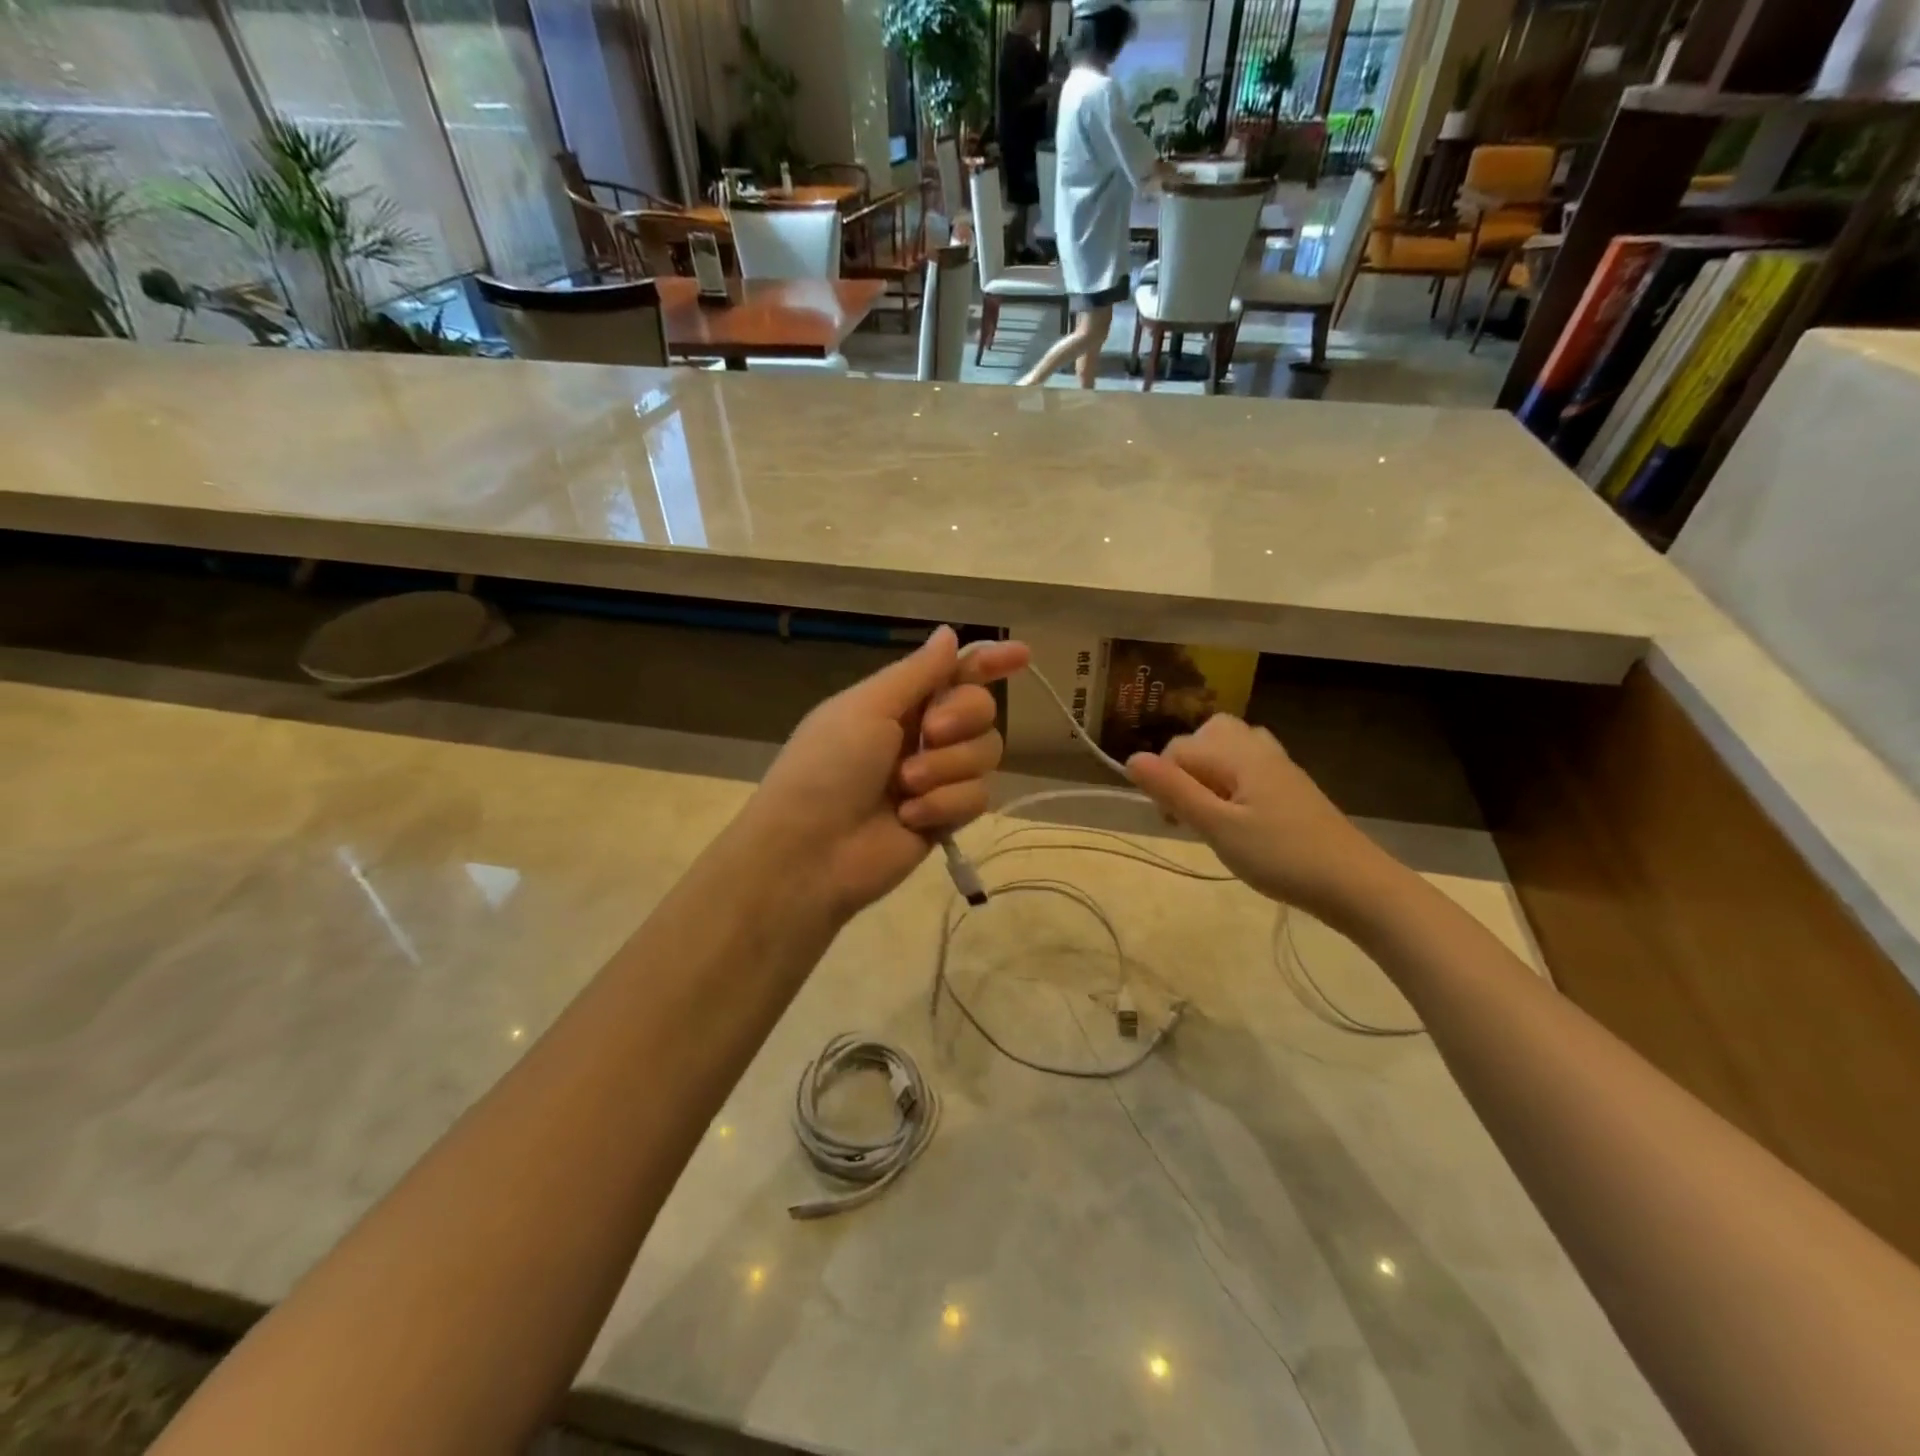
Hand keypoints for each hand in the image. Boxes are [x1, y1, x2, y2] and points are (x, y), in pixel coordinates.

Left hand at [743, 626, 1028, 923]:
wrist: (810, 851)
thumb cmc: (828, 766)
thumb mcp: (867, 708)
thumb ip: (918, 672)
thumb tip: (949, 633)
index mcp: (899, 702)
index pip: (955, 672)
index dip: (988, 662)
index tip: (1022, 655)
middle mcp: (923, 734)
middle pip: (981, 710)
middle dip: (962, 718)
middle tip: (931, 733)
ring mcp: (937, 777)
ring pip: (985, 754)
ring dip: (947, 767)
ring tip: (905, 786)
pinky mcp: (946, 817)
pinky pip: (977, 797)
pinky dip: (945, 804)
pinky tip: (910, 817)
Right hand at [1125, 715, 1395, 927]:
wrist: (1354, 883)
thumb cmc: (1280, 855)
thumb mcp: (1218, 826)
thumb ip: (1174, 790)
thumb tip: (1130, 759)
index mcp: (1236, 752)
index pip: (1177, 749)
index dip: (1163, 783)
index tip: (1174, 823)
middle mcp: (1256, 746)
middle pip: (1203, 736)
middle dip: (1184, 769)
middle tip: (1191, 812)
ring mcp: (1277, 764)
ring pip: (1226, 748)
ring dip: (1207, 774)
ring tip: (1211, 812)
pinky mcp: (1290, 784)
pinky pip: (1247, 764)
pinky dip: (1231, 781)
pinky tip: (1239, 815)